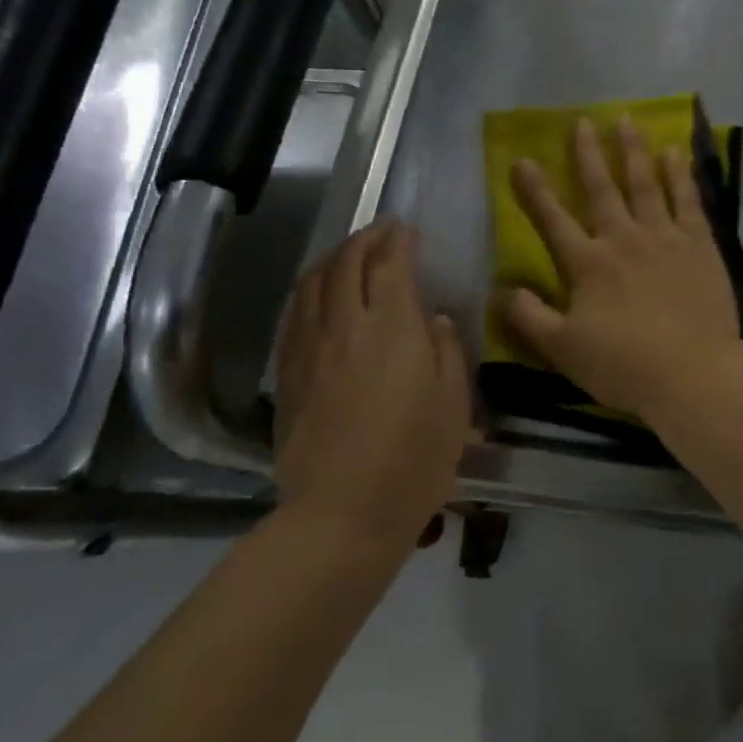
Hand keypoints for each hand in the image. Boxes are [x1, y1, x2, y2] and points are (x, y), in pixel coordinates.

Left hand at [273, 220, 469, 548]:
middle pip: (345, 263)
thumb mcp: (454, 401)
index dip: (398, 239)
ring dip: (332, 258)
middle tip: (382, 232)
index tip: (407, 228)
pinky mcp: (288, 374)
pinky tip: (318, 297)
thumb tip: (432, 320)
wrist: (342, 513)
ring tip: (349, 255)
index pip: (390, 263)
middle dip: (364, 239)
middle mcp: (344, 325)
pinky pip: (294, 315)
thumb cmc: (414, 458)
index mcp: (391, 326)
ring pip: (312, 284)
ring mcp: (308, 348)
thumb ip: (446, 350)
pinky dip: (308, 291)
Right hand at [504, 116, 742, 416]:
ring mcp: (665, 237)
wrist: (694, 373)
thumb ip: (529, 317)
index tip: (522, 159)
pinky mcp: (700, 244)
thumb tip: (500, 289)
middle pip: (601, 189)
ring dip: (633, 150)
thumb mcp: (563, 350)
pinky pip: (688, 199)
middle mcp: (623, 239)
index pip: (553, 220)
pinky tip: (674, 152)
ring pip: (645, 183)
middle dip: (588, 154)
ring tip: (626, 121)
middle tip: (582, 121)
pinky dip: (680, 174)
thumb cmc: (625, 366)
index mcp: (588, 265)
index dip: (535, 190)